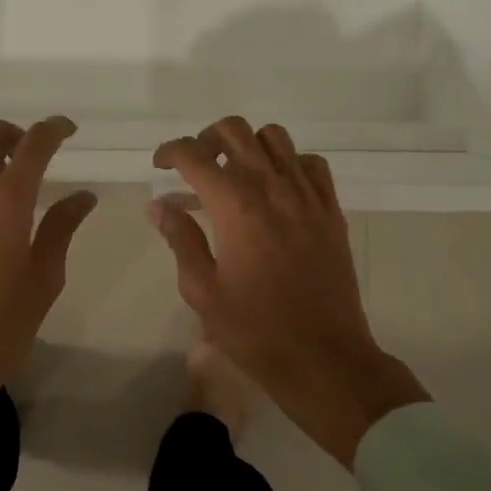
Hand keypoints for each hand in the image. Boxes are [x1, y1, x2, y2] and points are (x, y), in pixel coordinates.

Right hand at [151, 118, 428, 467]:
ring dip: (248, 145)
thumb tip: (159, 205)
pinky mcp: (331, 209)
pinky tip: (278, 189)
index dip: (170, 151)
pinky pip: (311, 163)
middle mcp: (271, 187)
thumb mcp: (202, 290)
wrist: (324, 359)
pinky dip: (289, 163)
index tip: (159, 165)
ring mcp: (306, 195)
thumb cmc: (256, 330)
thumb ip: (180, 239)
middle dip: (206, 139)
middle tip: (196, 166)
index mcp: (235, 206)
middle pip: (234, 131)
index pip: (193, 155)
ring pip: (275, 137)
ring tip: (236, 173)